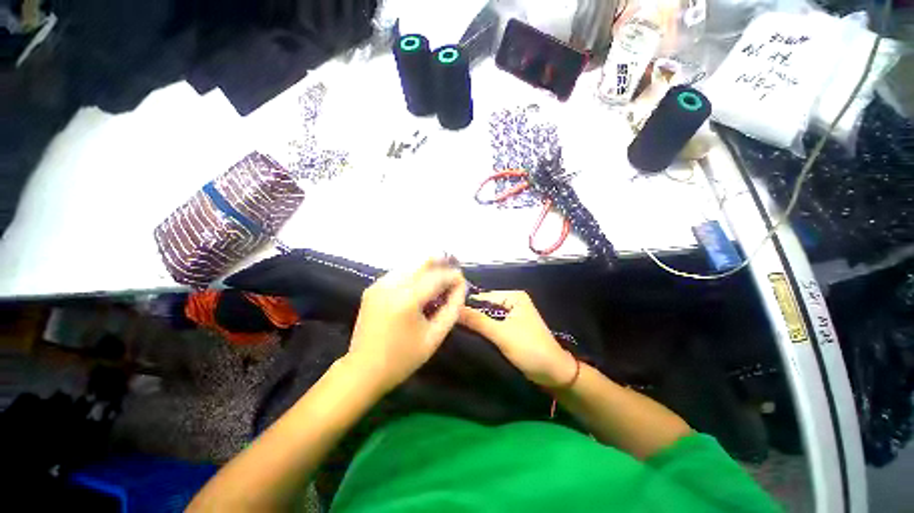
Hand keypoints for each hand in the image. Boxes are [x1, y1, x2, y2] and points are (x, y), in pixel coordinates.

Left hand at [347, 258, 466, 393]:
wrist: (363, 370)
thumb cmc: (403, 358)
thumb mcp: (435, 336)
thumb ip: (452, 309)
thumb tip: (461, 287)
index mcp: (407, 300)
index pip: (437, 277)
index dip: (453, 276)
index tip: (463, 281)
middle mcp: (391, 285)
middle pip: (422, 263)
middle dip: (441, 264)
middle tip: (452, 273)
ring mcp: (379, 284)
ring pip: (410, 265)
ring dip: (427, 268)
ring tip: (438, 280)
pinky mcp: (372, 287)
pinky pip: (399, 273)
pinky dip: (413, 274)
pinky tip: (419, 285)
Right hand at [459, 291, 575, 387]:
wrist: (553, 373)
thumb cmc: (529, 348)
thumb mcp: (501, 334)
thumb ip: (477, 321)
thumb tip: (454, 309)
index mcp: (514, 296)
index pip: (483, 296)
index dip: (467, 304)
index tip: (448, 312)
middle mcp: (513, 301)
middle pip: (485, 305)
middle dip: (471, 314)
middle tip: (450, 321)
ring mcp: (512, 314)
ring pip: (487, 316)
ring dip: (476, 322)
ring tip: (456, 327)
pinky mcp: (511, 327)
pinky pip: (492, 324)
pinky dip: (483, 328)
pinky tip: (469, 333)